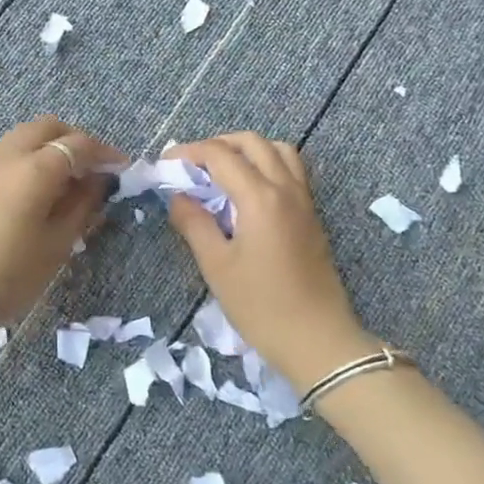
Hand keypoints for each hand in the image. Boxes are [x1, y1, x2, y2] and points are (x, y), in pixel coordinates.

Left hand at [0, 115, 124, 327]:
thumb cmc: (13, 272)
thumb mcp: (58, 244)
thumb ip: (82, 206)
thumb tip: (97, 182)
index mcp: (36, 169)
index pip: (78, 144)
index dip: (104, 153)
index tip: (123, 167)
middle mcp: (12, 157)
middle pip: (48, 128)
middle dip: (76, 140)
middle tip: (94, 167)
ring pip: (26, 136)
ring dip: (52, 146)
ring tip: (70, 179)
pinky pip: (12, 153)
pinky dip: (33, 157)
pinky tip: (44, 189)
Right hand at [165, 132, 373, 388]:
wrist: (317, 340)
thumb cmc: (261, 306)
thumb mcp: (217, 266)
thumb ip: (194, 224)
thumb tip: (178, 197)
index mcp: (260, 198)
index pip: (220, 155)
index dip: (189, 153)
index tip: (166, 165)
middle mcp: (286, 188)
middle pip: (252, 142)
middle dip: (217, 144)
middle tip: (192, 166)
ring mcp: (304, 200)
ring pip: (278, 150)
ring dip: (247, 150)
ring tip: (222, 172)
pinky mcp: (312, 215)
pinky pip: (291, 170)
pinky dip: (267, 164)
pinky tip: (248, 191)